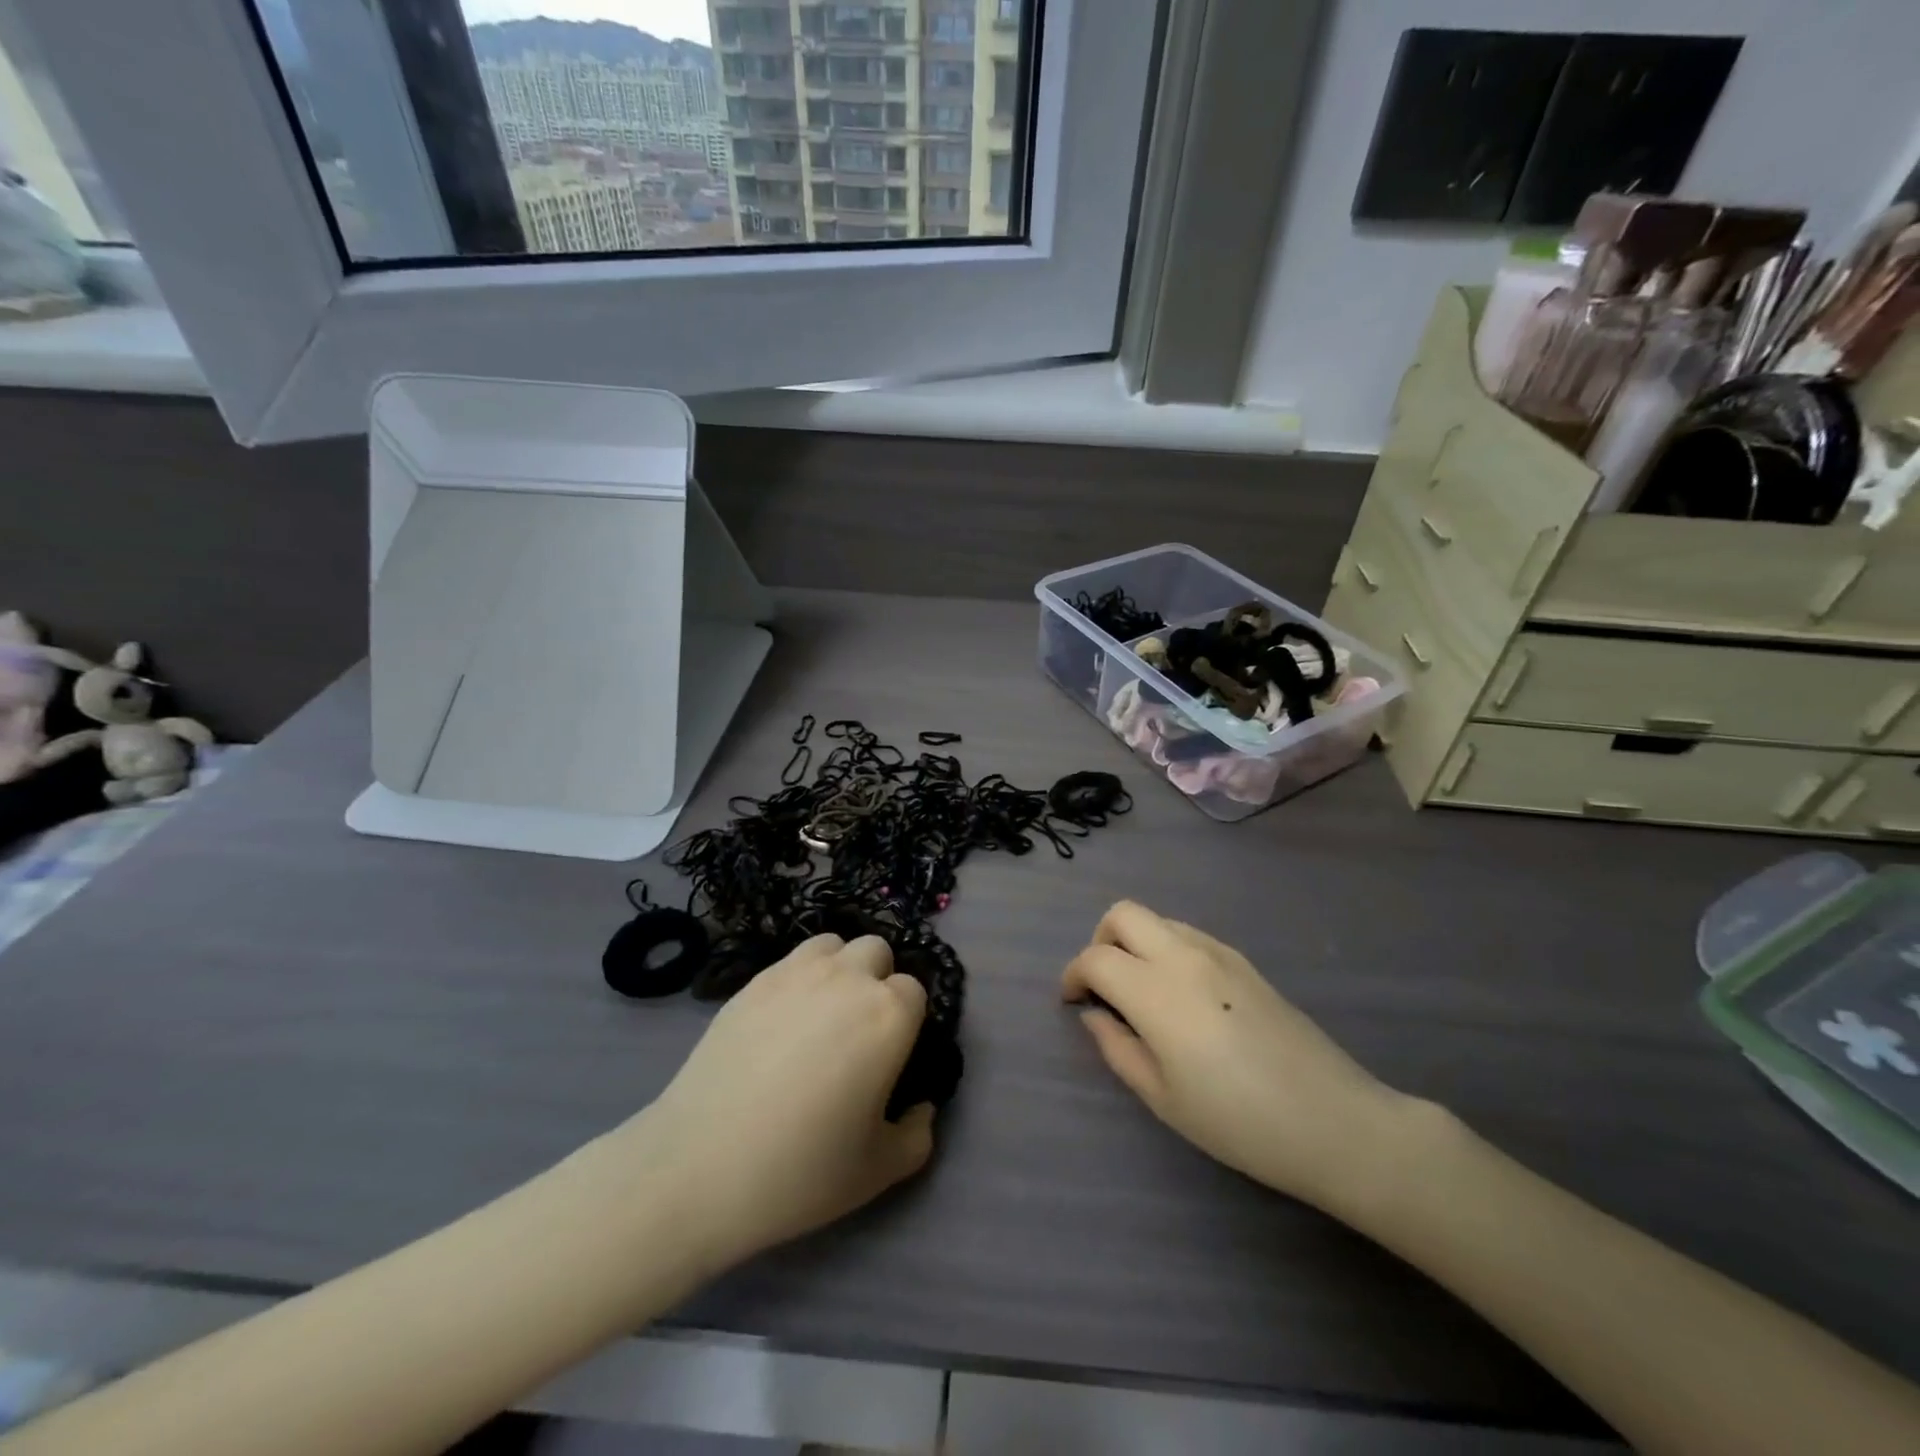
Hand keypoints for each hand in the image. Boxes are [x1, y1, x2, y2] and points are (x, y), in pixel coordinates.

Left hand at [630, 934, 934, 1271]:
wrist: (699, 1167)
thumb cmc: (801, 1170)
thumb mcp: (880, 1171)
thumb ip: (918, 1134)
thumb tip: (922, 1107)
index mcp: (888, 1015)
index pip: (915, 991)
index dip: (907, 1022)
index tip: (891, 1056)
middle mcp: (848, 978)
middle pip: (877, 952)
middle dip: (876, 981)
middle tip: (858, 1032)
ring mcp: (795, 973)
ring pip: (834, 944)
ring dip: (839, 968)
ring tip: (822, 1015)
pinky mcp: (753, 980)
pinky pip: (791, 960)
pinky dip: (799, 978)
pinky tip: (782, 1022)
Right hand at [1063, 901, 1412, 1211]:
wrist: (1333, 1121)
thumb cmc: (1238, 1121)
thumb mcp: (1162, 1098)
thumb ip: (1117, 1048)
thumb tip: (1095, 1015)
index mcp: (1155, 991)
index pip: (1095, 958)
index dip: (1073, 975)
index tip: (1072, 1001)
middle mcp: (1182, 956)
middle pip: (1123, 914)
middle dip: (1100, 940)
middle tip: (1103, 984)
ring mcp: (1218, 952)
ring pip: (1158, 920)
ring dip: (1136, 942)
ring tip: (1142, 991)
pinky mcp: (1244, 961)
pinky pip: (1189, 935)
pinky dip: (1167, 949)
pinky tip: (1182, 996)